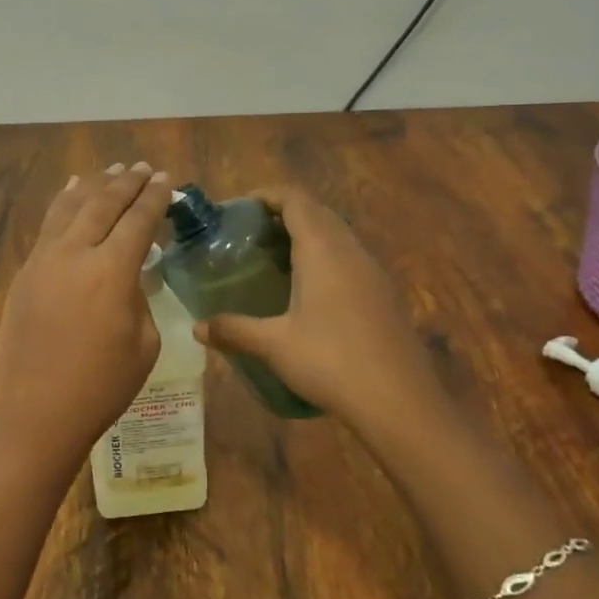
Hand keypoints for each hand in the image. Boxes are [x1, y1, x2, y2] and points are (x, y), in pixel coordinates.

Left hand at [0, 163, 172, 465]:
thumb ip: (140, 298)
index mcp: (111, 272)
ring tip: (110, 170)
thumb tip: (130, 274)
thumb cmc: (101, 388)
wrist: (35, 413)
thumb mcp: (143, 344)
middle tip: (142, 169)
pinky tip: (71, 194)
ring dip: (93, 185)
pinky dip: (63, 204)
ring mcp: (43, 260)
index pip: (138, 221)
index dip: (154, 198)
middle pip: (103, 204)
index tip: (165, 179)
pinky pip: (47, 226)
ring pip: (70, 207)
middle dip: (126, 183)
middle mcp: (74, 254)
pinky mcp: (25, 273)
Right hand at [193, 185, 434, 426]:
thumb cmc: (332, 361)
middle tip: (250, 235)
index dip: (267, 195)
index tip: (239, 209)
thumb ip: (234, 330)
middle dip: (283, 214)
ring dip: (306, 236)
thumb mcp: (274, 345)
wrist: (401, 403)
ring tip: (273, 260)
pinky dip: (324, 259)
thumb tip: (196, 328)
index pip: (295, 199)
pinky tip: (307, 292)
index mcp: (323, 250)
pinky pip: (349, 259)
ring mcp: (373, 272)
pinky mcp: (384, 295)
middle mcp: (351, 251)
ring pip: (337, 236)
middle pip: (317, 212)